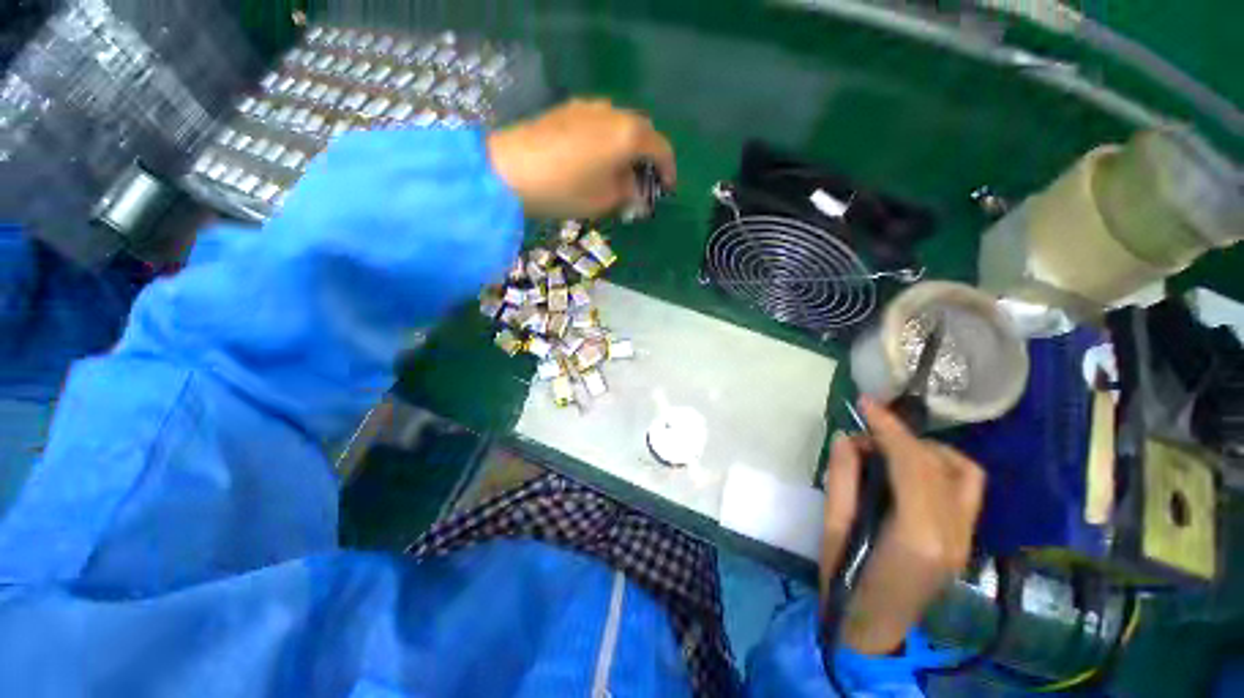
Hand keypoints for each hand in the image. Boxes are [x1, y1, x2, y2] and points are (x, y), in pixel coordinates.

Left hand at [487, 99, 675, 218]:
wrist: (509, 170)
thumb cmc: (566, 190)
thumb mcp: (604, 201)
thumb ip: (629, 194)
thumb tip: (638, 193)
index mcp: (629, 135)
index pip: (662, 149)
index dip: (668, 171)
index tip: (666, 190)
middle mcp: (613, 113)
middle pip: (642, 132)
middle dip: (647, 157)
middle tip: (641, 182)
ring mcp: (588, 107)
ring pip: (619, 125)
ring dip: (626, 147)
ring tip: (617, 173)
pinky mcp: (567, 109)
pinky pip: (599, 123)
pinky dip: (607, 140)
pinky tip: (595, 160)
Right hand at [820, 397, 985, 654]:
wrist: (874, 630)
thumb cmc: (846, 581)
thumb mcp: (833, 527)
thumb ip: (842, 478)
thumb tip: (848, 438)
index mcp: (918, 535)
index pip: (912, 463)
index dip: (888, 427)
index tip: (864, 403)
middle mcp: (954, 533)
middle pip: (936, 463)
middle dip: (900, 435)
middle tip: (866, 429)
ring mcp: (967, 538)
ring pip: (962, 472)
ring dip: (926, 449)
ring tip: (890, 447)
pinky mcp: (967, 539)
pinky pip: (968, 488)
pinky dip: (944, 466)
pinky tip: (915, 468)